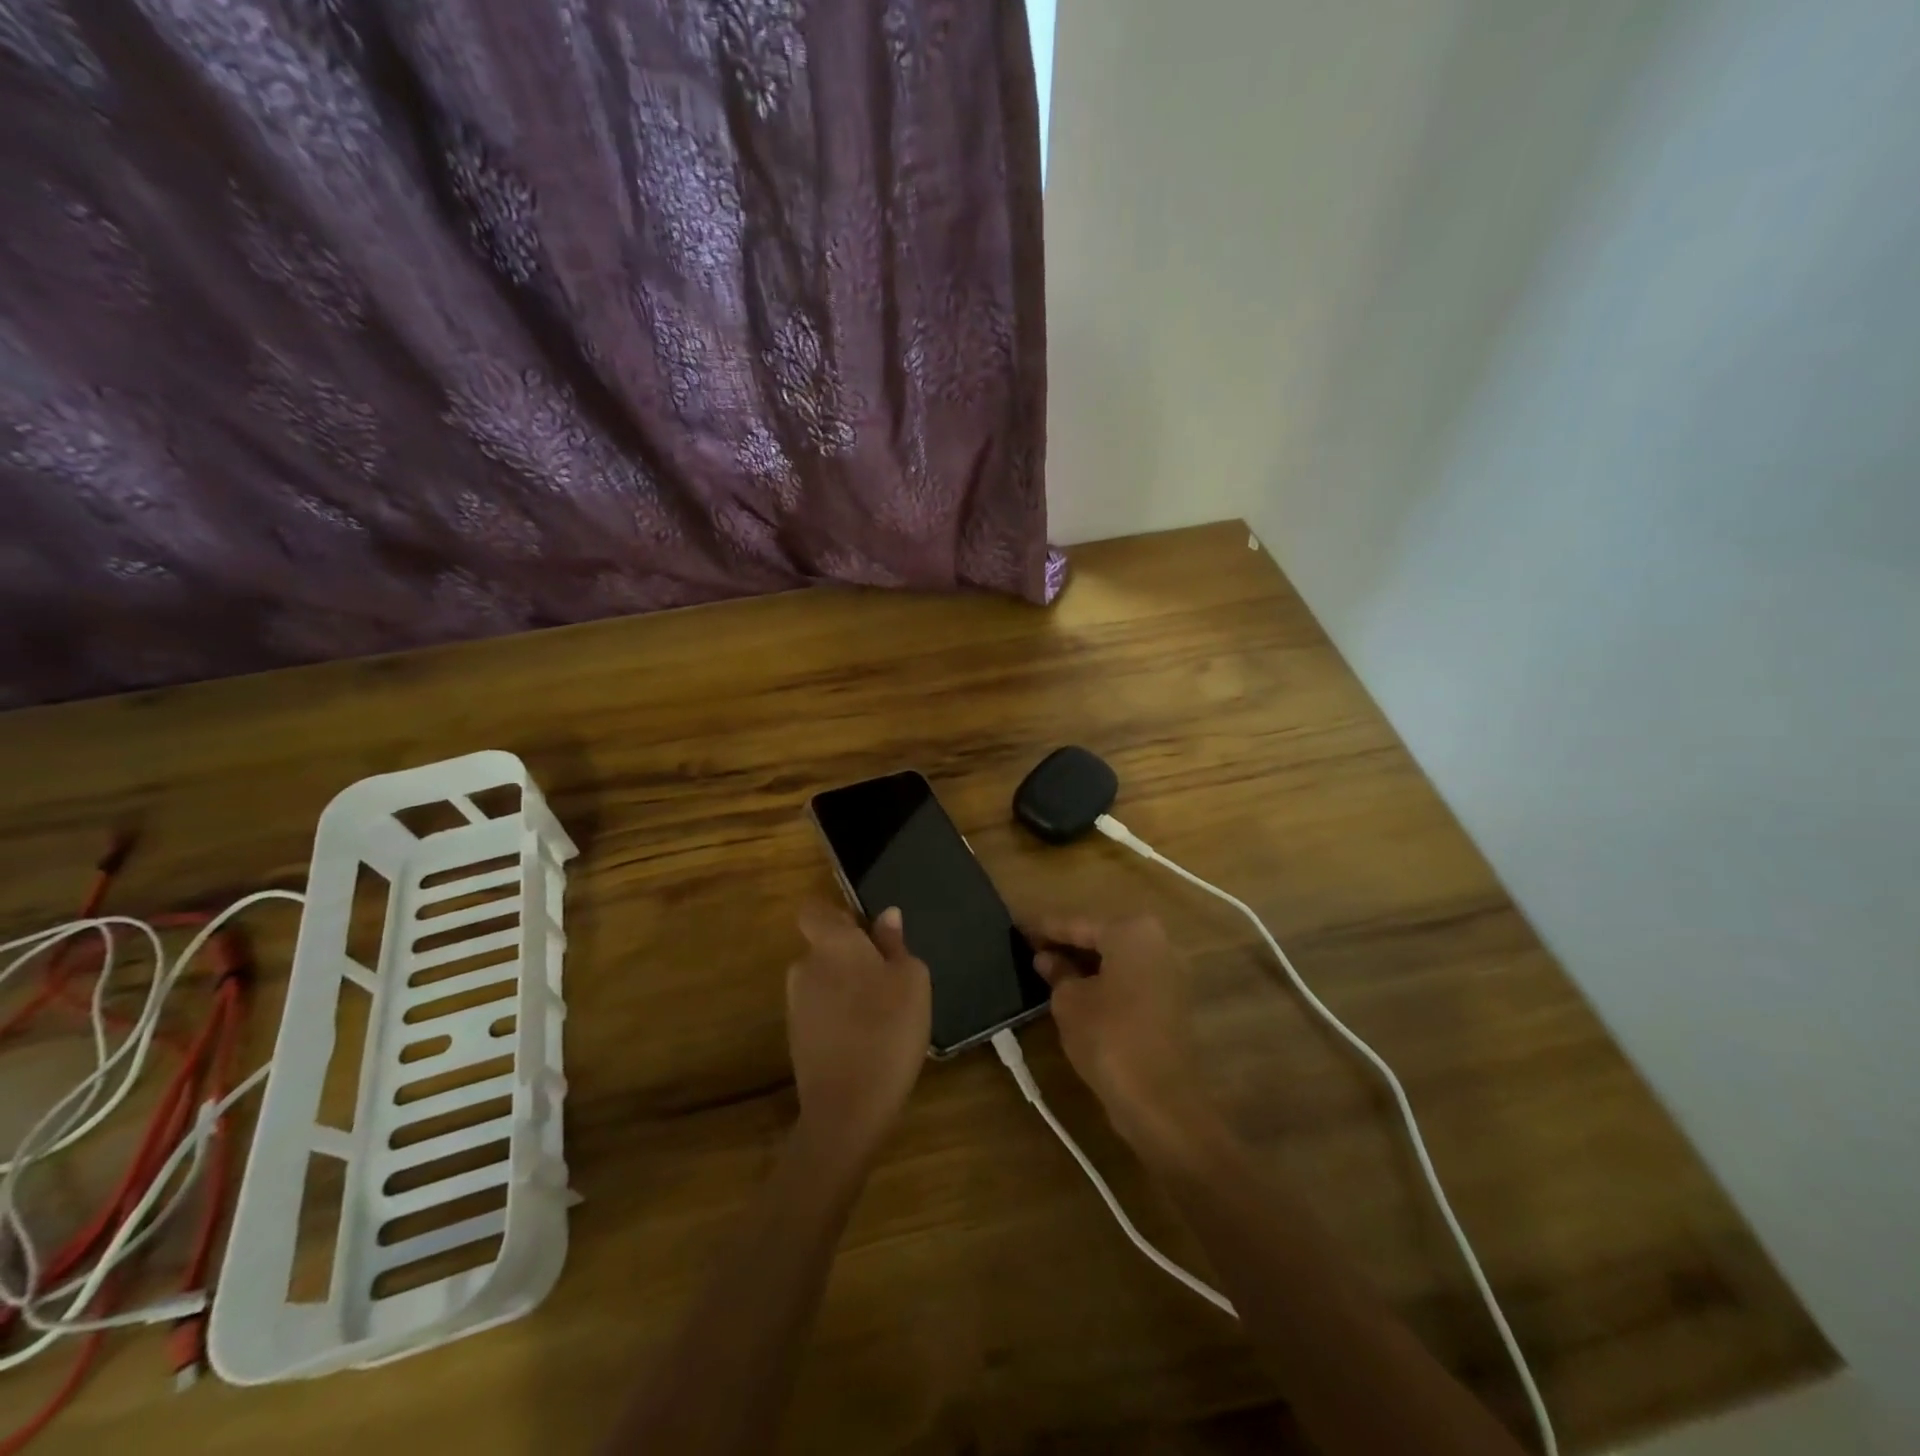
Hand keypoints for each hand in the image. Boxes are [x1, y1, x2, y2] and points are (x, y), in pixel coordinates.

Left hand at [786, 902, 931, 1165]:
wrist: (848, 1107)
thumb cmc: (888, 1030)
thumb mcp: (911, 980)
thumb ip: (895, 944)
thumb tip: (887, 916)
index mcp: (832, 944)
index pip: (814, 910)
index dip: (836, 915)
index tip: (864, 931)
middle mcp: (805, 966)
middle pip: (824, 947)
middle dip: (850, 956)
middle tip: (888, 977)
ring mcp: (796, 1004)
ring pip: (824, 980)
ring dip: (846, 988)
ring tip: (882, 1013)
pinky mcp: (796, 1037)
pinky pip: (821, 1011)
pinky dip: (840, 1017)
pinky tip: (866, 1040)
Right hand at [1033, 915, 1223, 1165]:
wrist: (1161, 1100)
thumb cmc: (1109, 1038)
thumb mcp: (1069, 1001)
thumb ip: (1057, 972)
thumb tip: (1046, 958)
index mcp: (1132, 931)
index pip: (1076, 923)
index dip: (1043, 927)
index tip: (1016, 925)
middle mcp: (1157, 942)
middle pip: (1100, 936)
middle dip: (1065, 943)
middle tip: (1029, 946)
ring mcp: (1168, 972)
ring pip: (1115, 958)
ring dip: (1084, 963)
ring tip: (1045, 967)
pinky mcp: (1170, 1001)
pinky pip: (1128, 978)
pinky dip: (1103, 980)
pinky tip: (1074, 988)